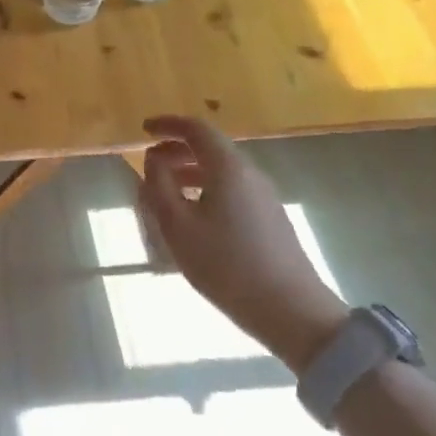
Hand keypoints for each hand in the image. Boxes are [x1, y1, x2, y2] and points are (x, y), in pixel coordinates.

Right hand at [135, 115, 347, 372]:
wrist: (291, 310)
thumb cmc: (226, 265)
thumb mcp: (178, 227)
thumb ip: (159, 187)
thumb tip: (153, 159)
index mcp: (228, 168)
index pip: (197, 129)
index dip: (168, 125)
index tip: (144, 129)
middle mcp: (250, 174)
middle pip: (210, 148)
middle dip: (176, 149)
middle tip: (149, 162)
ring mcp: (264, 197)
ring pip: (221, 171)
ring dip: (190, 171)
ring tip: (164, 192)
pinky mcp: (270, 218)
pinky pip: (231, 189)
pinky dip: (205, 189)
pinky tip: (193, 216)